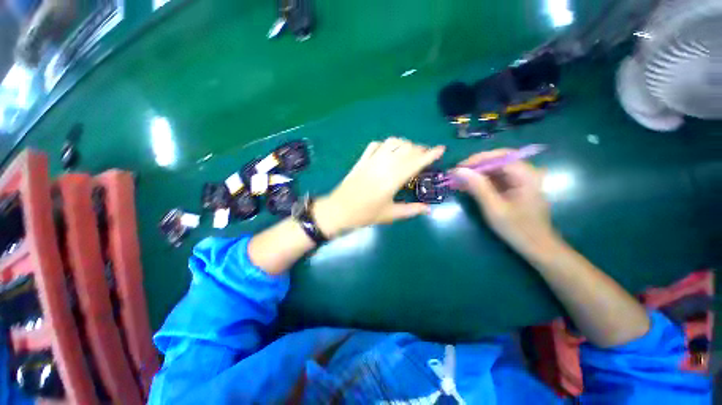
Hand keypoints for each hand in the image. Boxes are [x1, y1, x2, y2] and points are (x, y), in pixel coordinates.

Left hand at [314, 138, 444, 236]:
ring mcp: (371, 160)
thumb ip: (411, 210)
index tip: (441, 149)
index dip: (430, 154)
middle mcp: (384, 165)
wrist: (339, 210)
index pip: (416, 161)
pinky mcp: (361, 160)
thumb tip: (429, 209)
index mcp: (393, 179)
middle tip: (424, 157)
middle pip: (406, 148)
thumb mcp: (390, 214)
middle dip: (420, 149)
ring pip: (392, 142)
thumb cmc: (365, 214)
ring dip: (404, 144)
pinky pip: (375, 145)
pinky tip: (388, 151)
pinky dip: (385, 144)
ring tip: (408, 152)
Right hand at [453, 149, 558, 257]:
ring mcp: (520, 180)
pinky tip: (467, 187)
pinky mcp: (515, 188)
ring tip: (457, 181)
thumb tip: (458, 171)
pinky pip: (495, 179)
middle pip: (497, 161)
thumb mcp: (494, 208)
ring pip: (494, 169)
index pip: (499, 156)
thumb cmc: (517, 229)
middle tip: (455, 175)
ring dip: (475, 174)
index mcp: (526, 175)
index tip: (458, 168)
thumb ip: (477, 187)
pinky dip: (480, 182)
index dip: (477, 159)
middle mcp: (525, 173)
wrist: (537, 247)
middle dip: (474, 167)